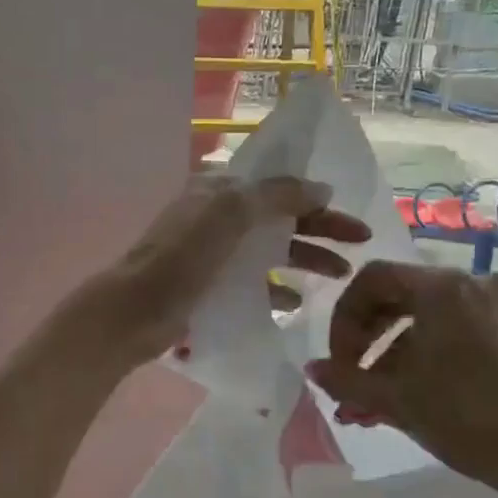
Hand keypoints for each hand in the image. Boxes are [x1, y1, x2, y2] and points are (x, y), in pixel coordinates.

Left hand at [88, 175, 370, 368]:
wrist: (135, 310)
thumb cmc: (183, 256)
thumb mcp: (231, 213)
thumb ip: (278, 196)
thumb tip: (322, 188)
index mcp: (219, 189)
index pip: (278, 186)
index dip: (316, 198)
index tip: (350, 215)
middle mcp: (217, 215)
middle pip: (279, 217)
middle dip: (320, 228)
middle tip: (362, 243)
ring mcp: (213, 252)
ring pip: (270, 250)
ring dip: (305, 259)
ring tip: (340, 275)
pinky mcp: (210, 285)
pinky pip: (253, 282)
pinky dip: (276, 290)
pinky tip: (297, 304)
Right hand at [307, 263, 497, 497]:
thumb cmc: (466, 418)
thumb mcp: (396, 398)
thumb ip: (345, 378)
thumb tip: (312, 369)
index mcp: (443, 287)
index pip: (373, 279)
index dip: (344, 317)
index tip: (338, 360)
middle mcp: (474, 282)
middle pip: (400, 294)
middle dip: (367, 338)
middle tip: (351, 376)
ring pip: (427, 317)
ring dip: (393, 354)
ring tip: (374, 401)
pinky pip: (457, 328)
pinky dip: (427, 354)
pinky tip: (411, 394)